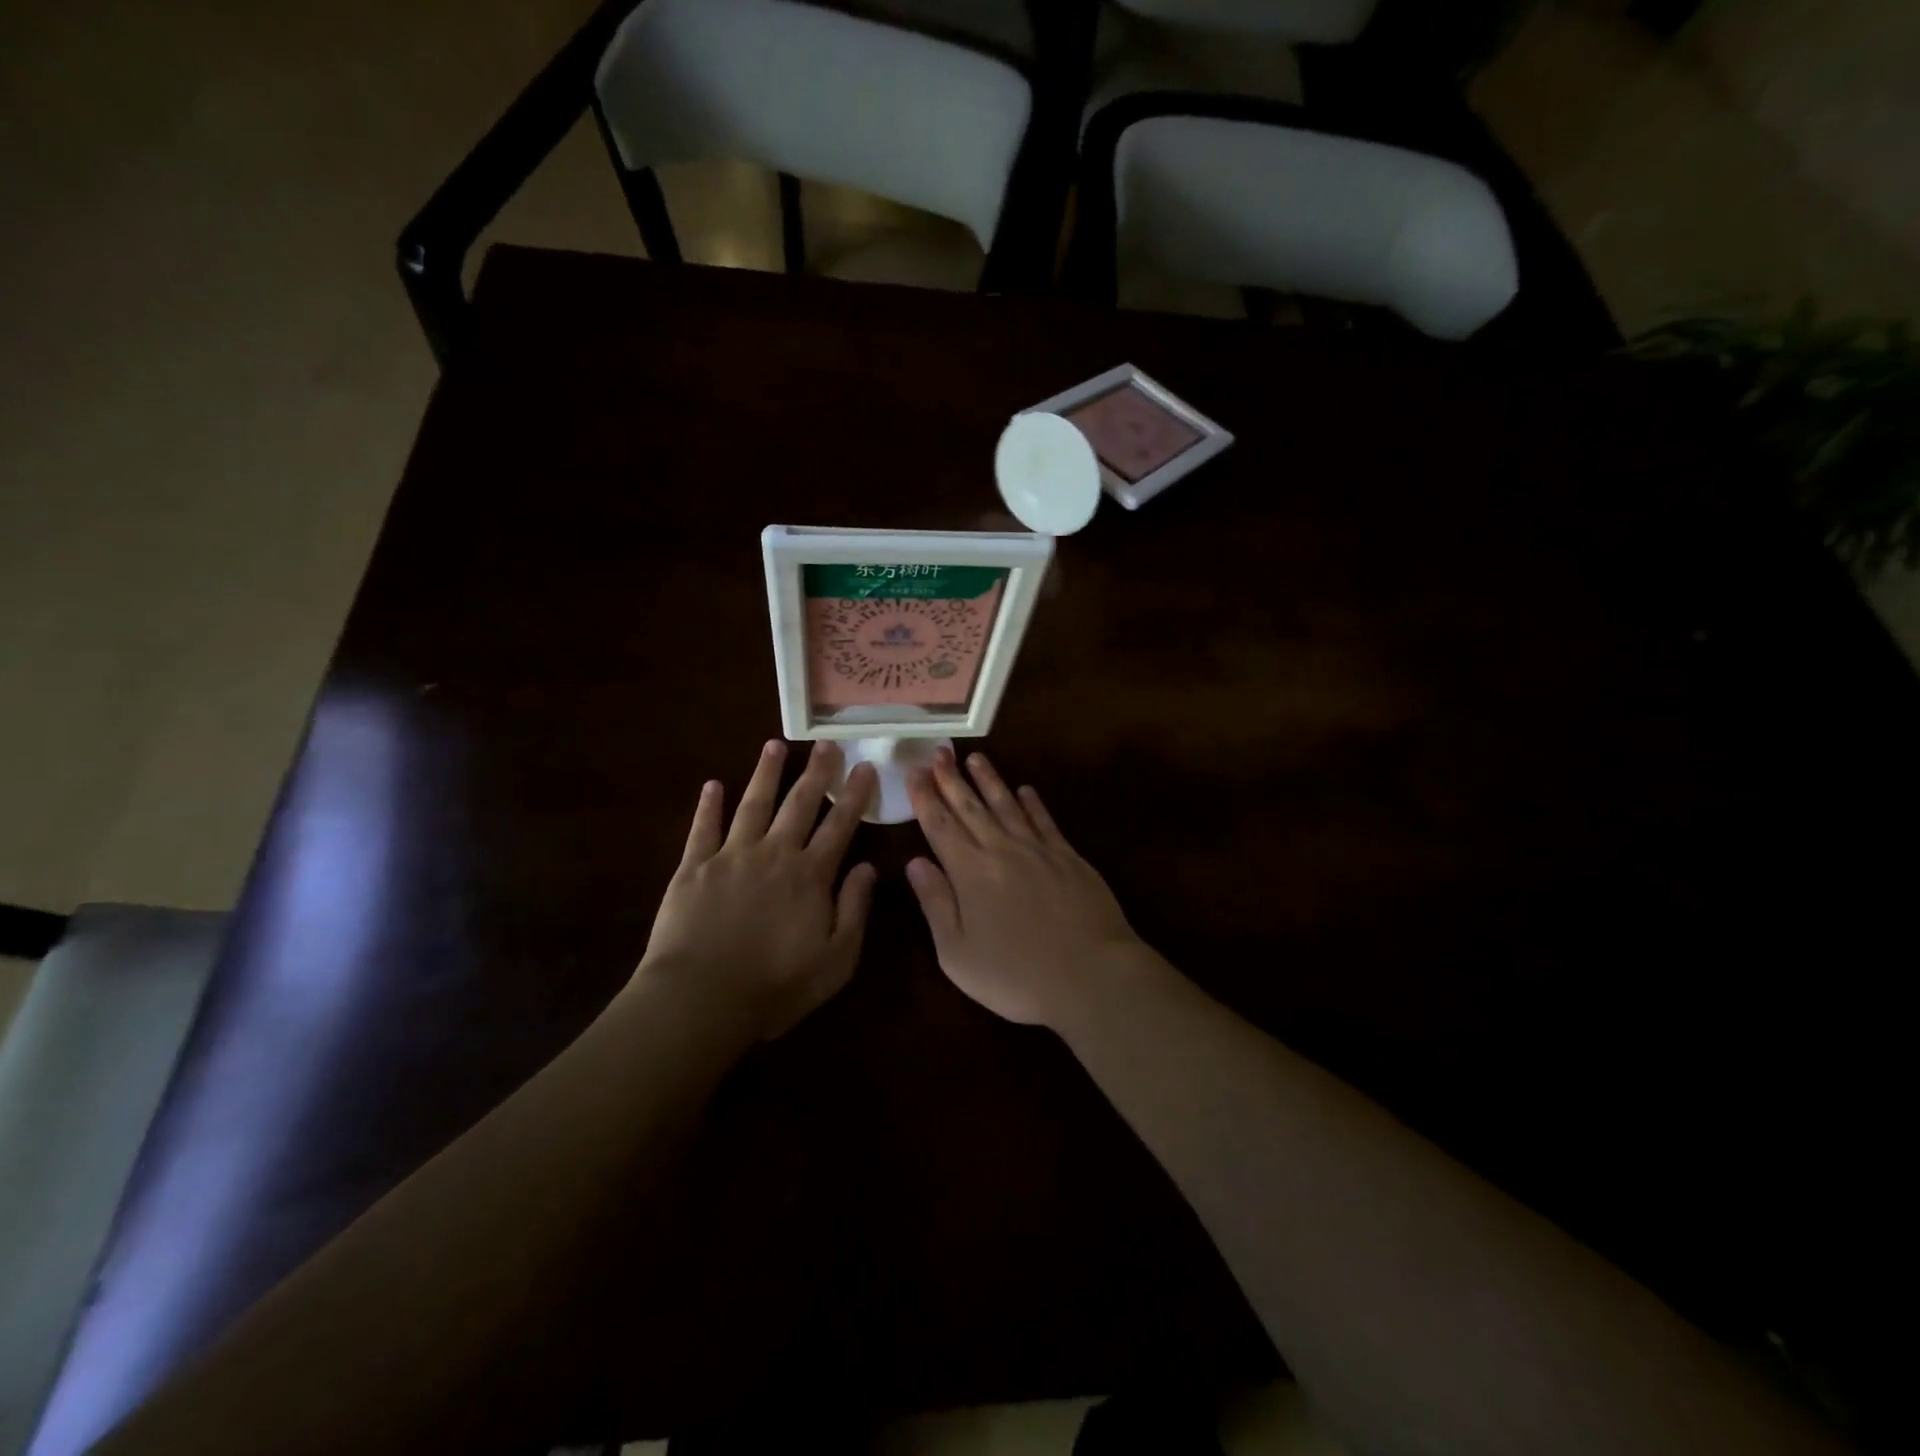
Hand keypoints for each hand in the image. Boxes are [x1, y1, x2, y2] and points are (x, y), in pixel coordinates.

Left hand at [639, 740, 877, 1040]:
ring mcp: (731, 856)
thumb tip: (868, 867)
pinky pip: (703, 828)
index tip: (864, 767)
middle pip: (799, 804)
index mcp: (810, 875)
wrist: (702, 998)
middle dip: (816, 772)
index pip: (839, 825)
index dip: (854, 795)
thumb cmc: (776, 986)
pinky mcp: (693, 868)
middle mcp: (774, 854)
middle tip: (826, 744)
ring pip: (753, 805)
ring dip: (765, 774)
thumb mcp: (836, 960)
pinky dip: (708, 805)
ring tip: (774, 745)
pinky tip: (713, 784)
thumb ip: (855, 910)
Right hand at [905, 748, 1145, 1027]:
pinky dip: (1033, 803)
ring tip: (975, 758)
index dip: (925, 798)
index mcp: (970, 872)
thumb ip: (935, 904)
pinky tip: (1025, 790)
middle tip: (939, 752)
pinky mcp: (1069, 857)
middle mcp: (1001, 850)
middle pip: (971, 807)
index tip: (914, 772)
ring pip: (1007, 805)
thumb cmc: (1016, 975)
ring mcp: (1039, 850)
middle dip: (951, 778)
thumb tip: (915, 862)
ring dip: (989, 780)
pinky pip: (1045, 821)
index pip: (940, 825)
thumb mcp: (957, 953)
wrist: (1091, 976)